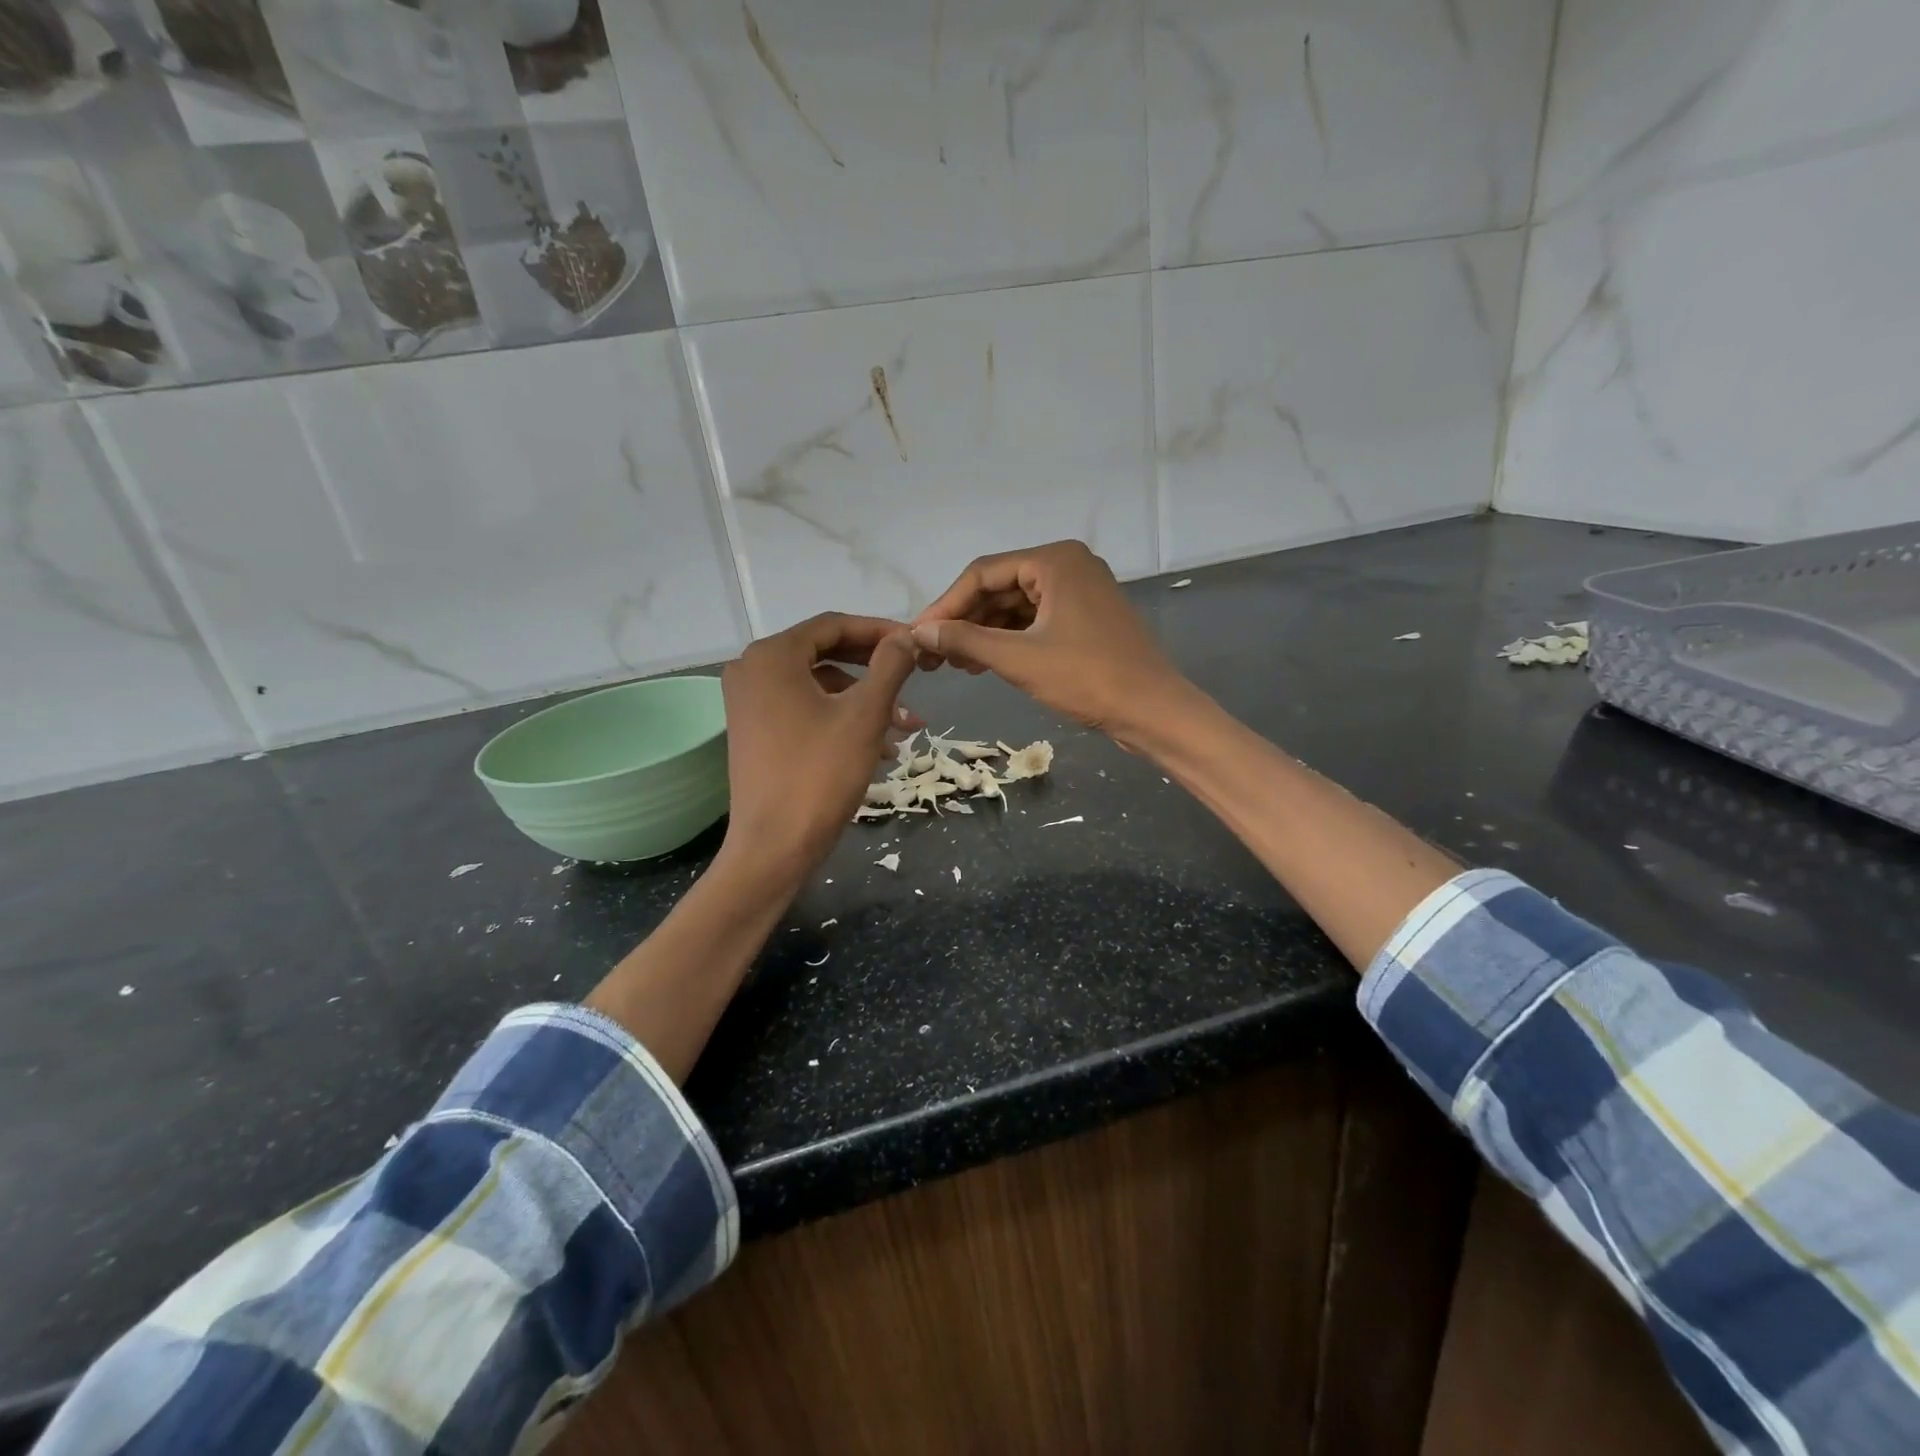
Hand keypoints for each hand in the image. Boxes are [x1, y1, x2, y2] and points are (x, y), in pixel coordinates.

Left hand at [720, 613, 920, 877]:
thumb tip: (906, 636)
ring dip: (864, 700)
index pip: (833, 625)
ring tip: (906, 726)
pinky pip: (805, 709)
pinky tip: (879, 746)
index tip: (915, 642)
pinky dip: (840, 719)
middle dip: (874, 669)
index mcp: (772, 656)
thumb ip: (889, 666)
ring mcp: (749, 702)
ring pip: (819, 686)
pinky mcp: (754, 731)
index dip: (879, 630)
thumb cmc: (820, 774)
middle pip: (825, 653)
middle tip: (914, 677)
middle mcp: (752, 670)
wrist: (774, 847)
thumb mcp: (865, 715)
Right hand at [909, 540, 1191, 749]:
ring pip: (1016, 606)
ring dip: (984, 633)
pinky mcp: (1085, 617)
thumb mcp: (1019, 660)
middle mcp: (1068, 565)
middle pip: (999, 587)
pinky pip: (1035, 620)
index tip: (918, 635)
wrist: (1153, 711)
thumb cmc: (1087, 678)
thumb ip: (967, 641)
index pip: (983, 573)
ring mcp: (1080, 591)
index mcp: (1055, 560)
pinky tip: (984, 663)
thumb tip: (919, 633)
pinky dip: (1009, 640)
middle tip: (933, 654)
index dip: (946, 605)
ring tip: (954, 664)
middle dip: (965, 620)